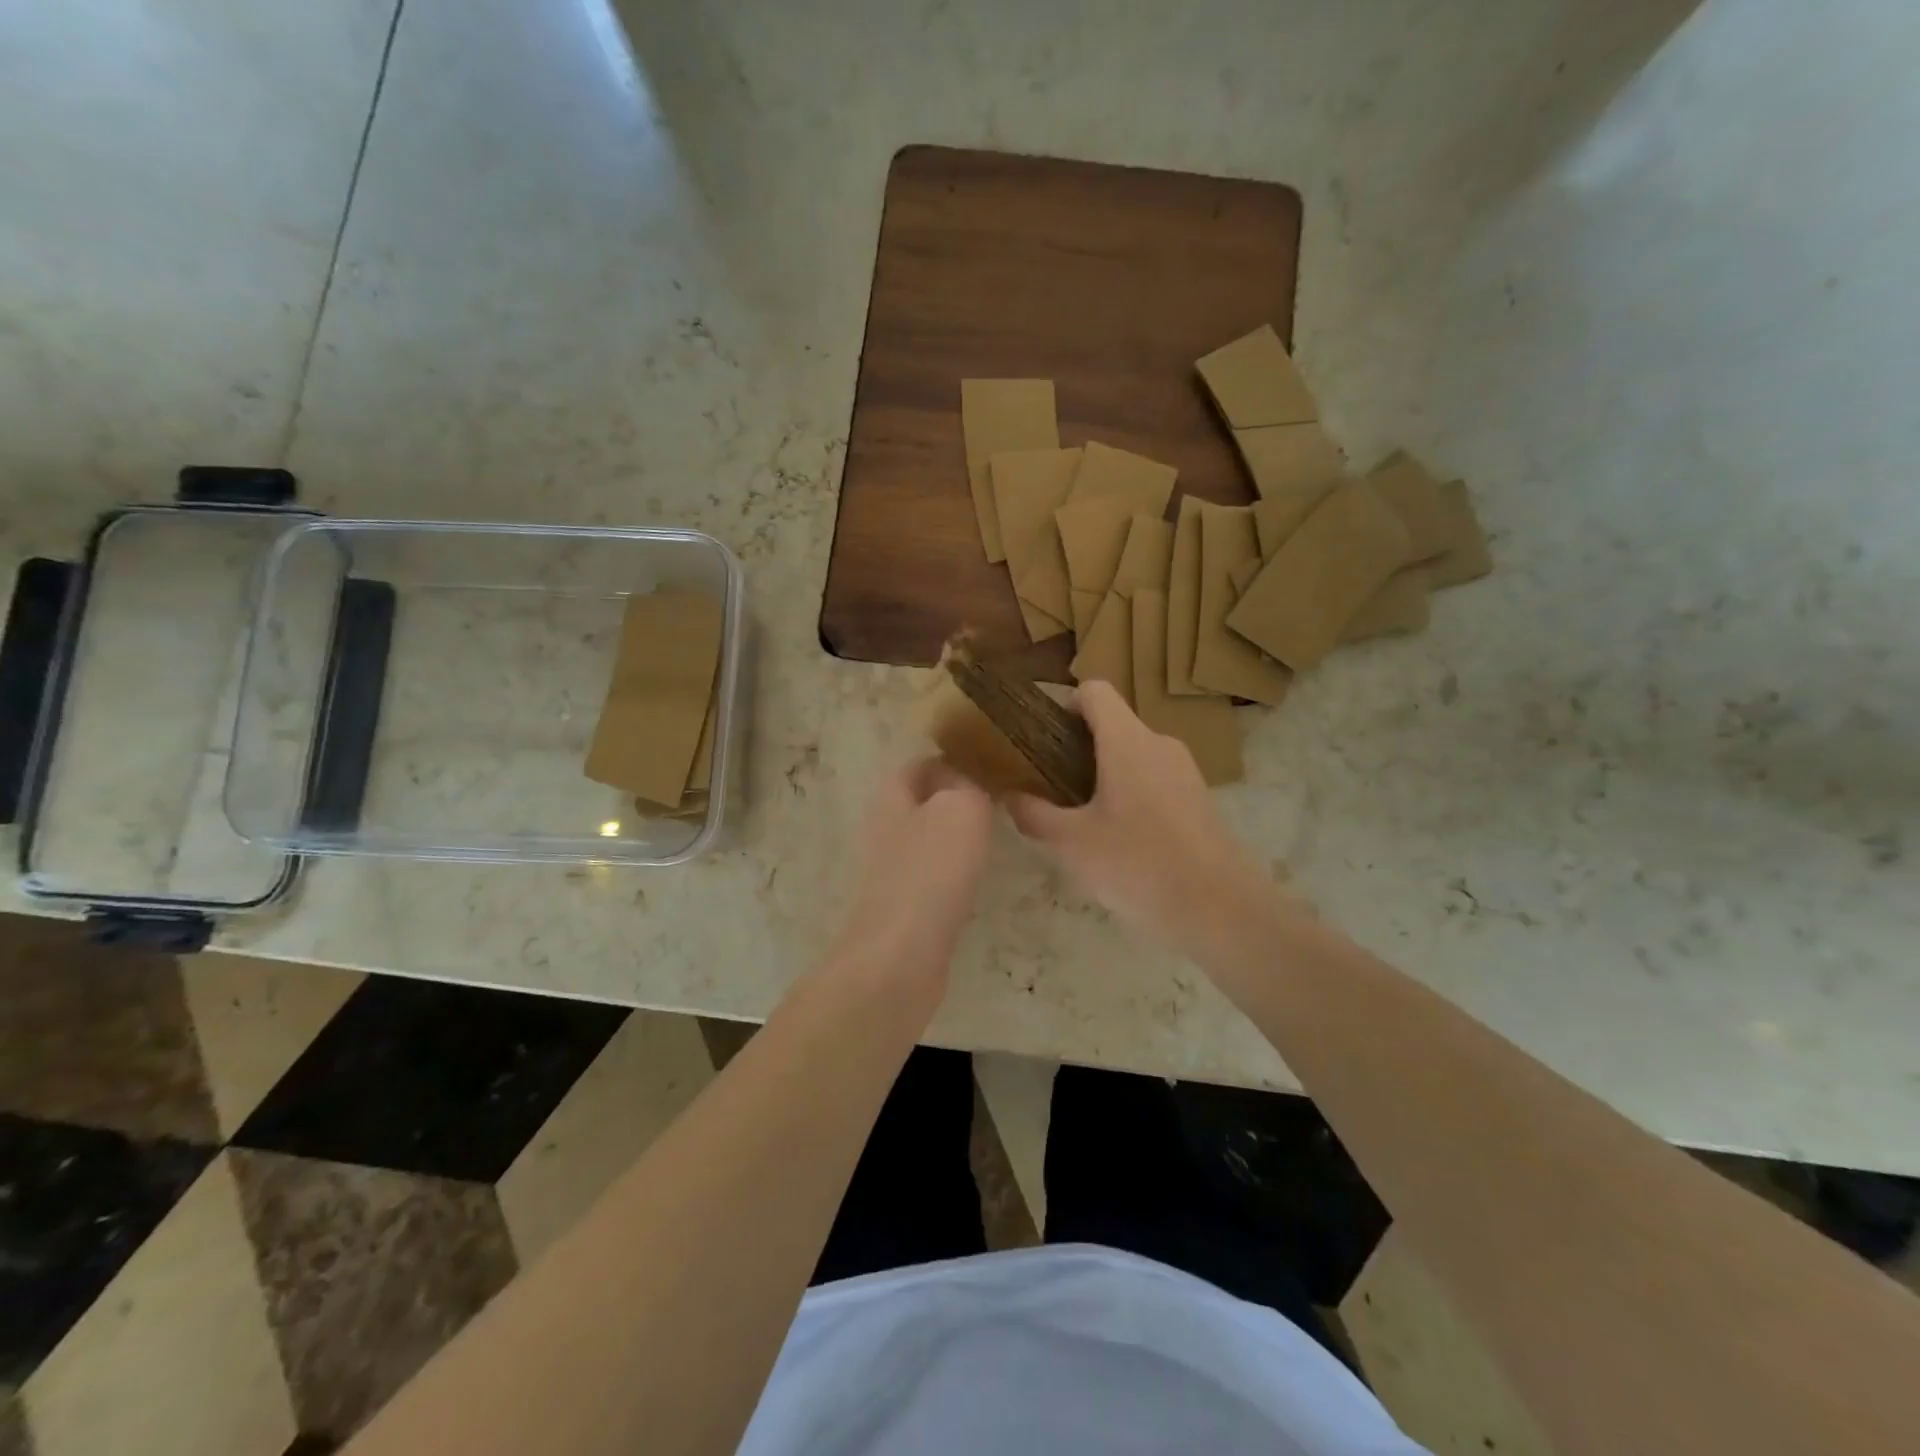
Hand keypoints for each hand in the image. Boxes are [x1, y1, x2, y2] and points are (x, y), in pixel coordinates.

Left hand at [829, 757, 993, 1004]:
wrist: (898, 959)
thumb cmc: (929, 873)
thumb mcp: (961, 810)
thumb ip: (968, 787)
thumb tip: (967, 788)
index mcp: (891, 799)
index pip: (917, 766)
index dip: (949, 761)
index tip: (987, 766)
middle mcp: (884, 831)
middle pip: (919, 804)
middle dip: (953, 800)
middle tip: (997, 803)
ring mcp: (890, 874)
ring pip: (925, 842)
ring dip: (954, 838)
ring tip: (994, 838)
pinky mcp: (901, 911)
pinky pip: (931, 879)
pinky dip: (952, 875)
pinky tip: (976, 882)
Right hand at [1007, 682, 1276, 956]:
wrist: (1222, 909)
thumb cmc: (1139, 865)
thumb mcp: (1072, 844)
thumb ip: (1033, 815)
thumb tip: (1008, 796)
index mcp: (1127, 741)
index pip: (1094, 691)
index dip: (1062, 703)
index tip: (1039, 736)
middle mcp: (1159, 744)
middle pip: (1111, 724)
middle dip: (1074, 747)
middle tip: (1047, 784)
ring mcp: (1184, 771)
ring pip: (1132, 754)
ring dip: (1101, 773)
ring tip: (1078, 816)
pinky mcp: (1197, 798)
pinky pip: (1153, 779)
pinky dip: (1128, 792)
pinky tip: (1117, 837)